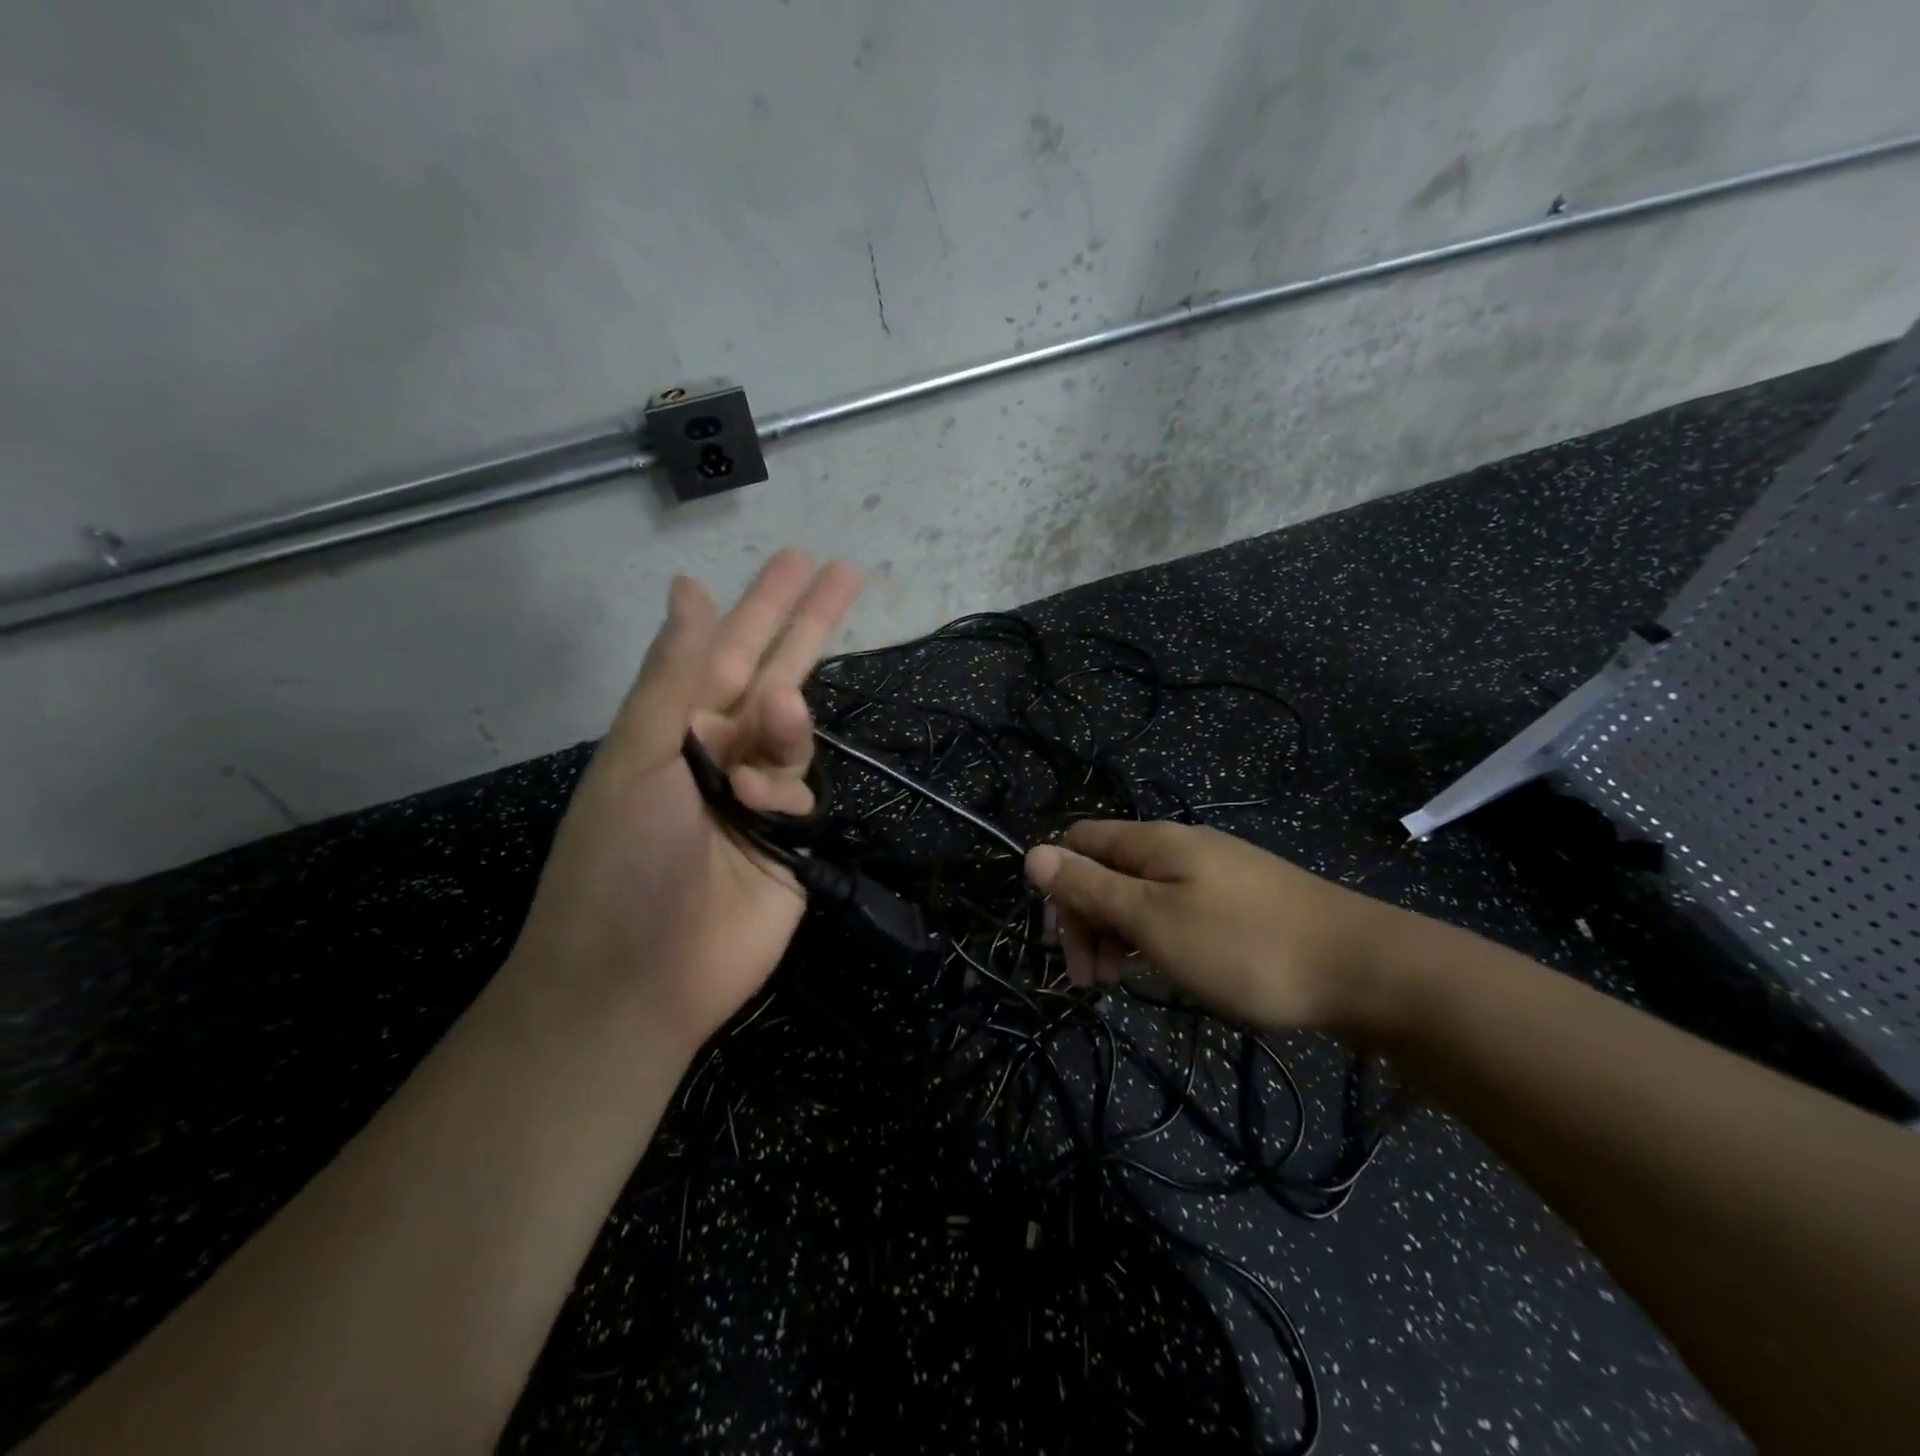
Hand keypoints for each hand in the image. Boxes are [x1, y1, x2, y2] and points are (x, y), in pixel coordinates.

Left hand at [508, 550, 862, 1055]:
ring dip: (790, 722)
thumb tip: (689, 589)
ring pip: (795, 735)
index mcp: (676, 726)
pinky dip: (786, 790)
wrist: (637, 980)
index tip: (799, 559)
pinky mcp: (792, 842)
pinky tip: (761, 806)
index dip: (765, 603)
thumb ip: (674, 675)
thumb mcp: (637, 756)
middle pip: (776, 673)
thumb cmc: (620, 860)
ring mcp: (758, 797)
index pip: (729, 648)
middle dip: (809, 624)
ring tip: (776, 721)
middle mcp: (719, 752)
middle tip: (847, 572)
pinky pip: (803, 792)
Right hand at [1024, 820, 1418, 1035]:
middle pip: (1107, 868)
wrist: (1365, 969)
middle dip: (1088, 919)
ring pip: (1141, 892)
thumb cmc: (1245, 947)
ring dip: (1119, 933)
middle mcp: (1180, 846)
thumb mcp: (1154, 921)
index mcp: (1154, 841)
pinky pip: (1176, 908)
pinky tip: (1170, 969)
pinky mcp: (1240, 900)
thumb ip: (1091, 887)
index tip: (1067, 946)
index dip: (1059, 886)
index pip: (1079, 840)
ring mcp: (1214, 872)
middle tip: (1094, 982)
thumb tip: (1031, 852)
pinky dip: (1157, 937)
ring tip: (1125, 983)